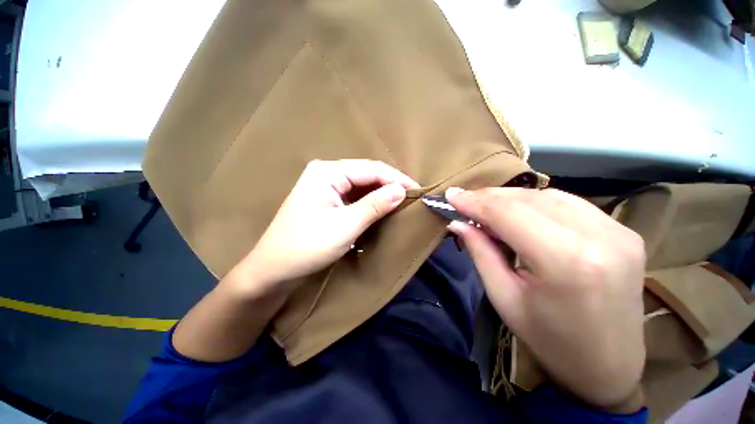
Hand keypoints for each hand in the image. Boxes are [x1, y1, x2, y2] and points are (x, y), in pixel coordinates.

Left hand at [238, 160, 418, 293]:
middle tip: (412, 198)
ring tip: (402, 203)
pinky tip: (383, 208)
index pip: (371, 169)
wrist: (273, 270)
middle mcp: (326, 173)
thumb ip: (375, 206)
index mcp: (327, 172)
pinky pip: (355, 197)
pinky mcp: (327, 201)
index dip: (396, 178)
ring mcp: (326, 187)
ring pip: (362, 186)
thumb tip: (401, 191)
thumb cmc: (307, 246)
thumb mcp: (346, 226)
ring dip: (381, 195)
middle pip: (366, 175)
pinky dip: (370, 203)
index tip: (418, 191)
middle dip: (390, 186)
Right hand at [446, 187, 645, 411]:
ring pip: (548, 195)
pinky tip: (520, 212)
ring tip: (487, 208)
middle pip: (528, 199)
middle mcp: (598, 237)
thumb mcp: (504, 297)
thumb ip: (480, 251)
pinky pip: (569, 203)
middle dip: (489, 197)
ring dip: (511, 198)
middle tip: (464, 201)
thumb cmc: (550, 340)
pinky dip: (536, 202)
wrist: (609, 366)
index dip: (474, 201)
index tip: (451, 195)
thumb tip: (457, 222)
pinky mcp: (623, 231)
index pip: (508, 213)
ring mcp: (617, 231)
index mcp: (566, 261)